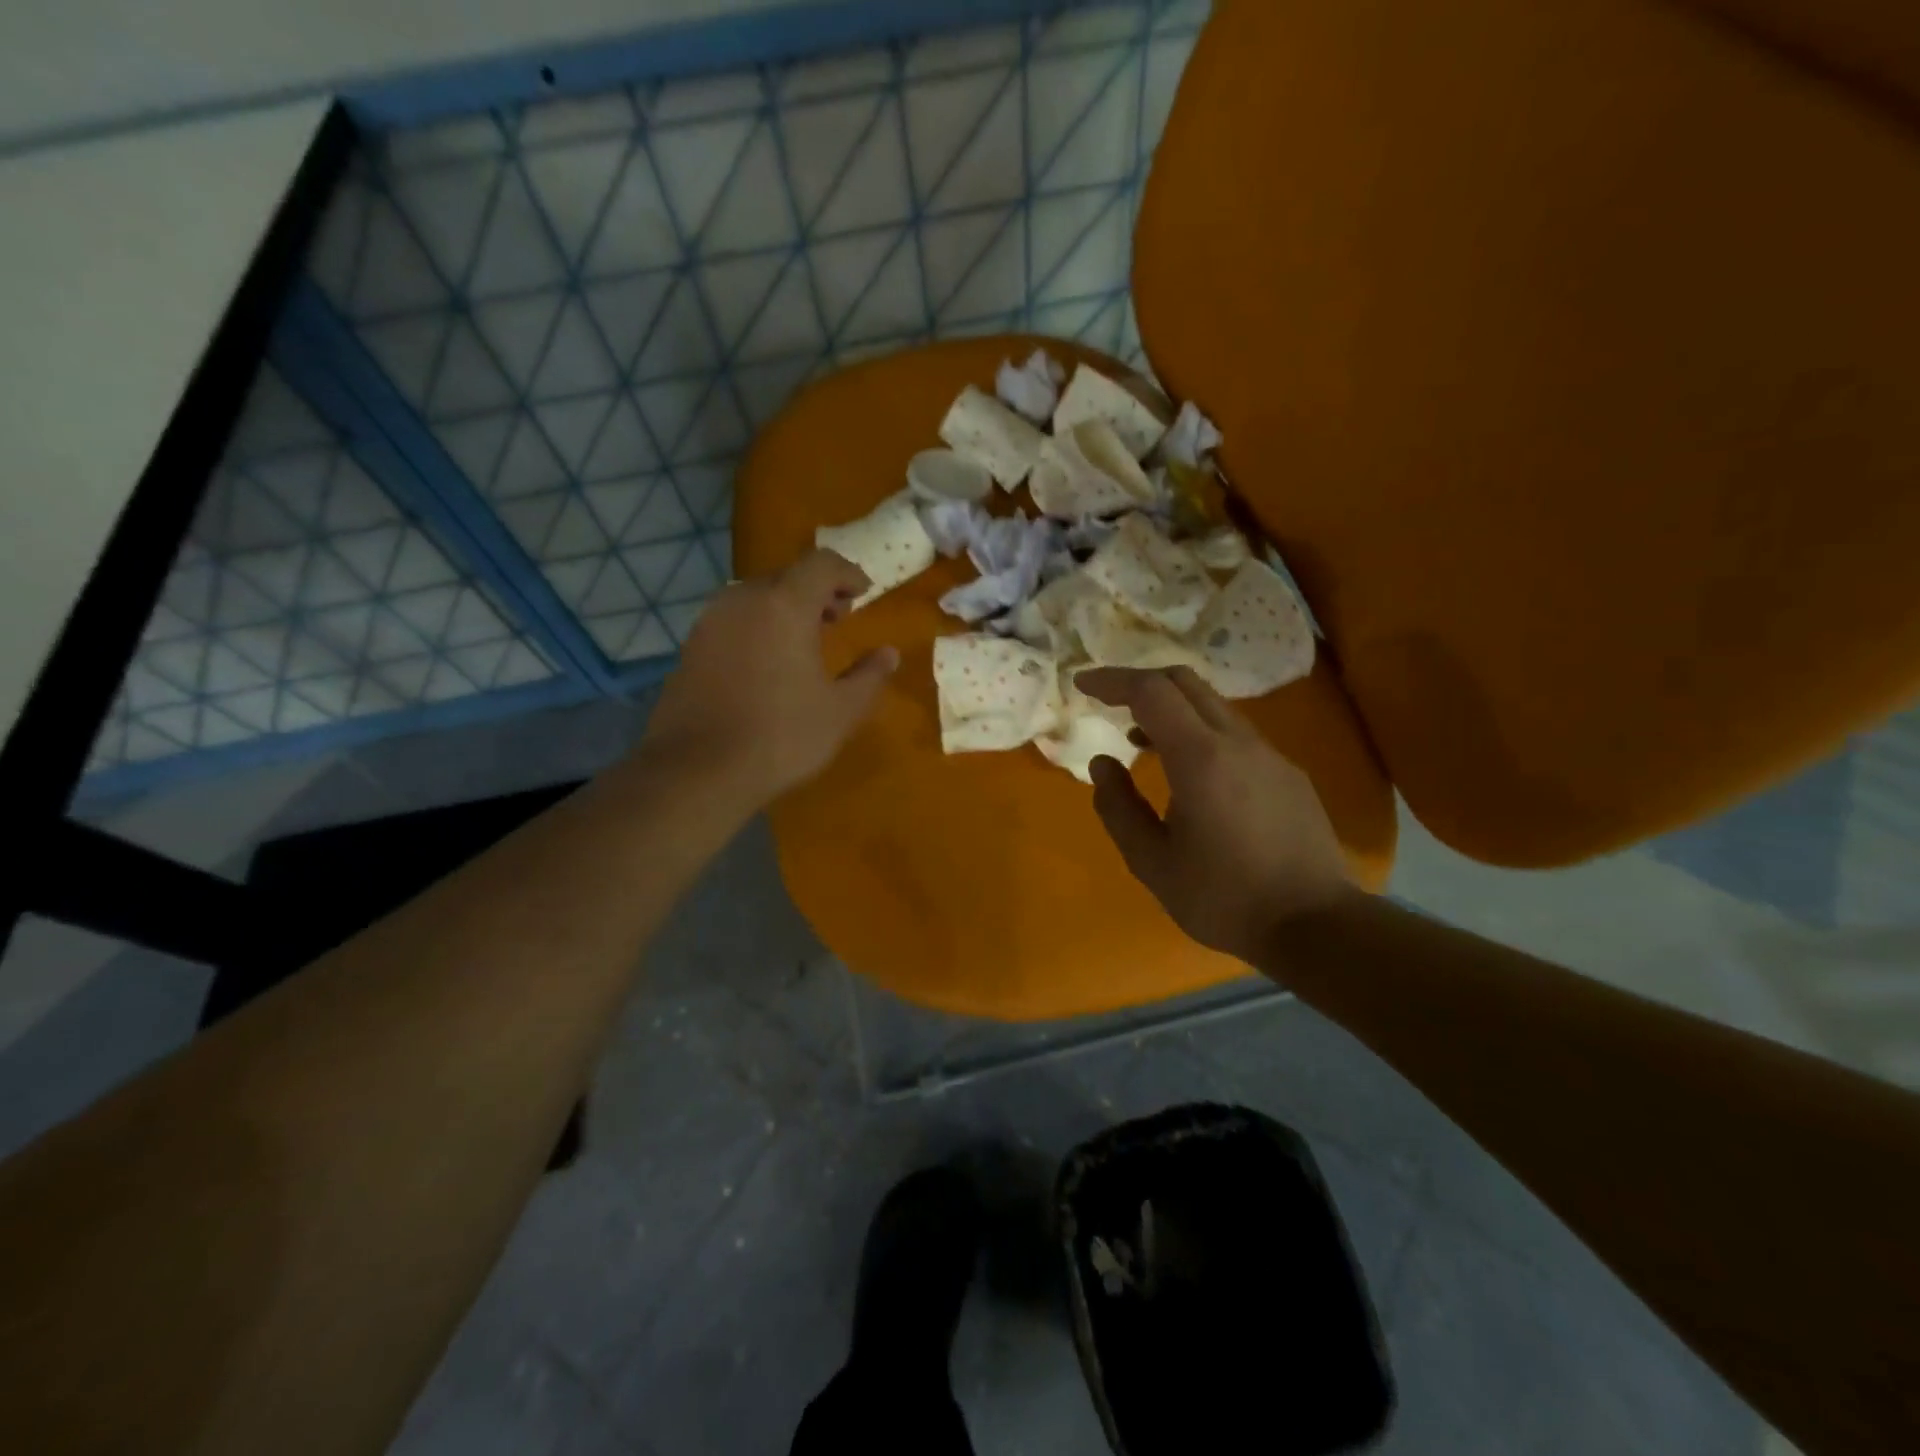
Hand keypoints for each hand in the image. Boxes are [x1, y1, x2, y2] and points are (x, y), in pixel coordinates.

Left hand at [636, 550, 898, 810]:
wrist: (698, 771)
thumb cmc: (781, 737)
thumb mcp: (841, 711)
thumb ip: (870, 676)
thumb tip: (889, 653)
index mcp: (785, 605)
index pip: (821, 564)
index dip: (848, 573)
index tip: (863, 594)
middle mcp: (743, 600)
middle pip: (786, 576)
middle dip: (816, 591)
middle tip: (837, 619)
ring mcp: (710, 622)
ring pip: (755, 597)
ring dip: (784, 608)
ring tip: (802, 642)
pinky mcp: (690, 647)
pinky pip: (732, 620)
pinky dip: (757, 626)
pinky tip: (766, 664)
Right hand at [1079, 666, 1354, 964]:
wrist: (1315, 925)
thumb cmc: (1223, 897)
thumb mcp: (1152, 862)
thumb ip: (1119, 807)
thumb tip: (1103, 763)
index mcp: (1200, 758)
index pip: (1151, 692)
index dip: (1112, 680)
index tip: (1082, 684)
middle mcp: (1238, 742)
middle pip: (1185, 682)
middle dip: (1141, 682)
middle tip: (1109, 702)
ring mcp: (1269, 755)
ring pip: (1213, 706)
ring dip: (1172, 709)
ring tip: (1142, 740)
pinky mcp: (1287, 773)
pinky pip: (1235, 733)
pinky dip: (1200, 731)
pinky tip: (1190, 772)